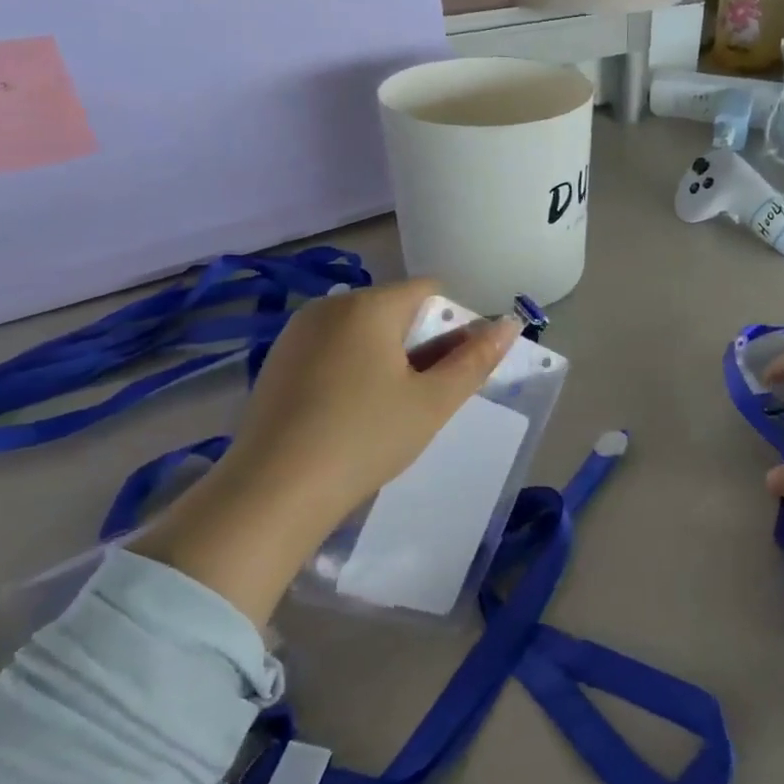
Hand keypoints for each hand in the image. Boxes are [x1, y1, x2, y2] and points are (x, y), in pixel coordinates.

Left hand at [132, 281, 519, 625]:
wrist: (273, 492)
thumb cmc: (366, 438)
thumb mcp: (433, 402)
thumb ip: (476, 359)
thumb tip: (510, 324)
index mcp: (368, 305)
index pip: (429, 291)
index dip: (453, 325)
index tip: (452, 372)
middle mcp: (329, 306)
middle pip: (394, 309)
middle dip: (420, 344)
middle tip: (425, 397)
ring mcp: (296, 334)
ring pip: (362, 332)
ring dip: (388, 359)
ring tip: (389, 410)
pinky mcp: (277, 363)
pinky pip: (332, 351)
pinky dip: (353, 370)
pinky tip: (350, 415)